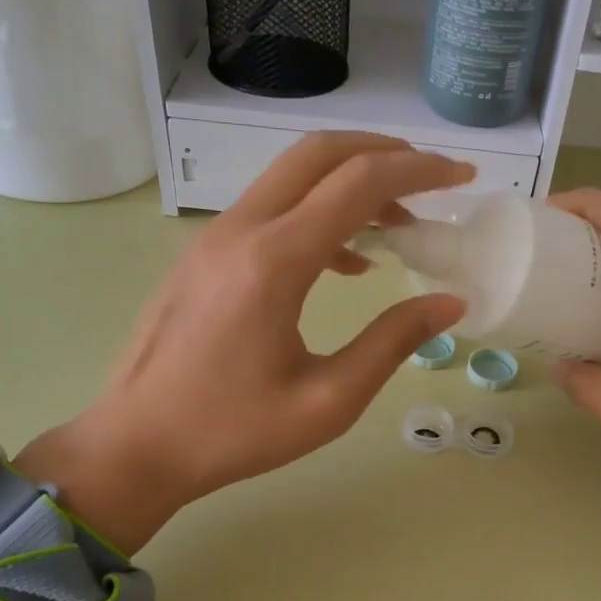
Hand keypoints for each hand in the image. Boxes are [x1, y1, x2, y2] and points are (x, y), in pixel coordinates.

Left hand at [23, 134, 470, 551]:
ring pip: (290, 175)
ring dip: (349, 181)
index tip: (464, 177)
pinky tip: (345, 261)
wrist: (136, 446)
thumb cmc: (234, 432)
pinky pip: (269, 208)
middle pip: (319, 153)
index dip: (420, 171)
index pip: (359, 183)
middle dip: (384, 153)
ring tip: (399, 223)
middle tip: (432, 180)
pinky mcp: (202, 254)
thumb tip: (449, 303)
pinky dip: (317, 211)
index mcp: (274, 262)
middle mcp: (241, 230)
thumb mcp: (329, 401)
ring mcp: (214, 237)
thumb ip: (393, 343)